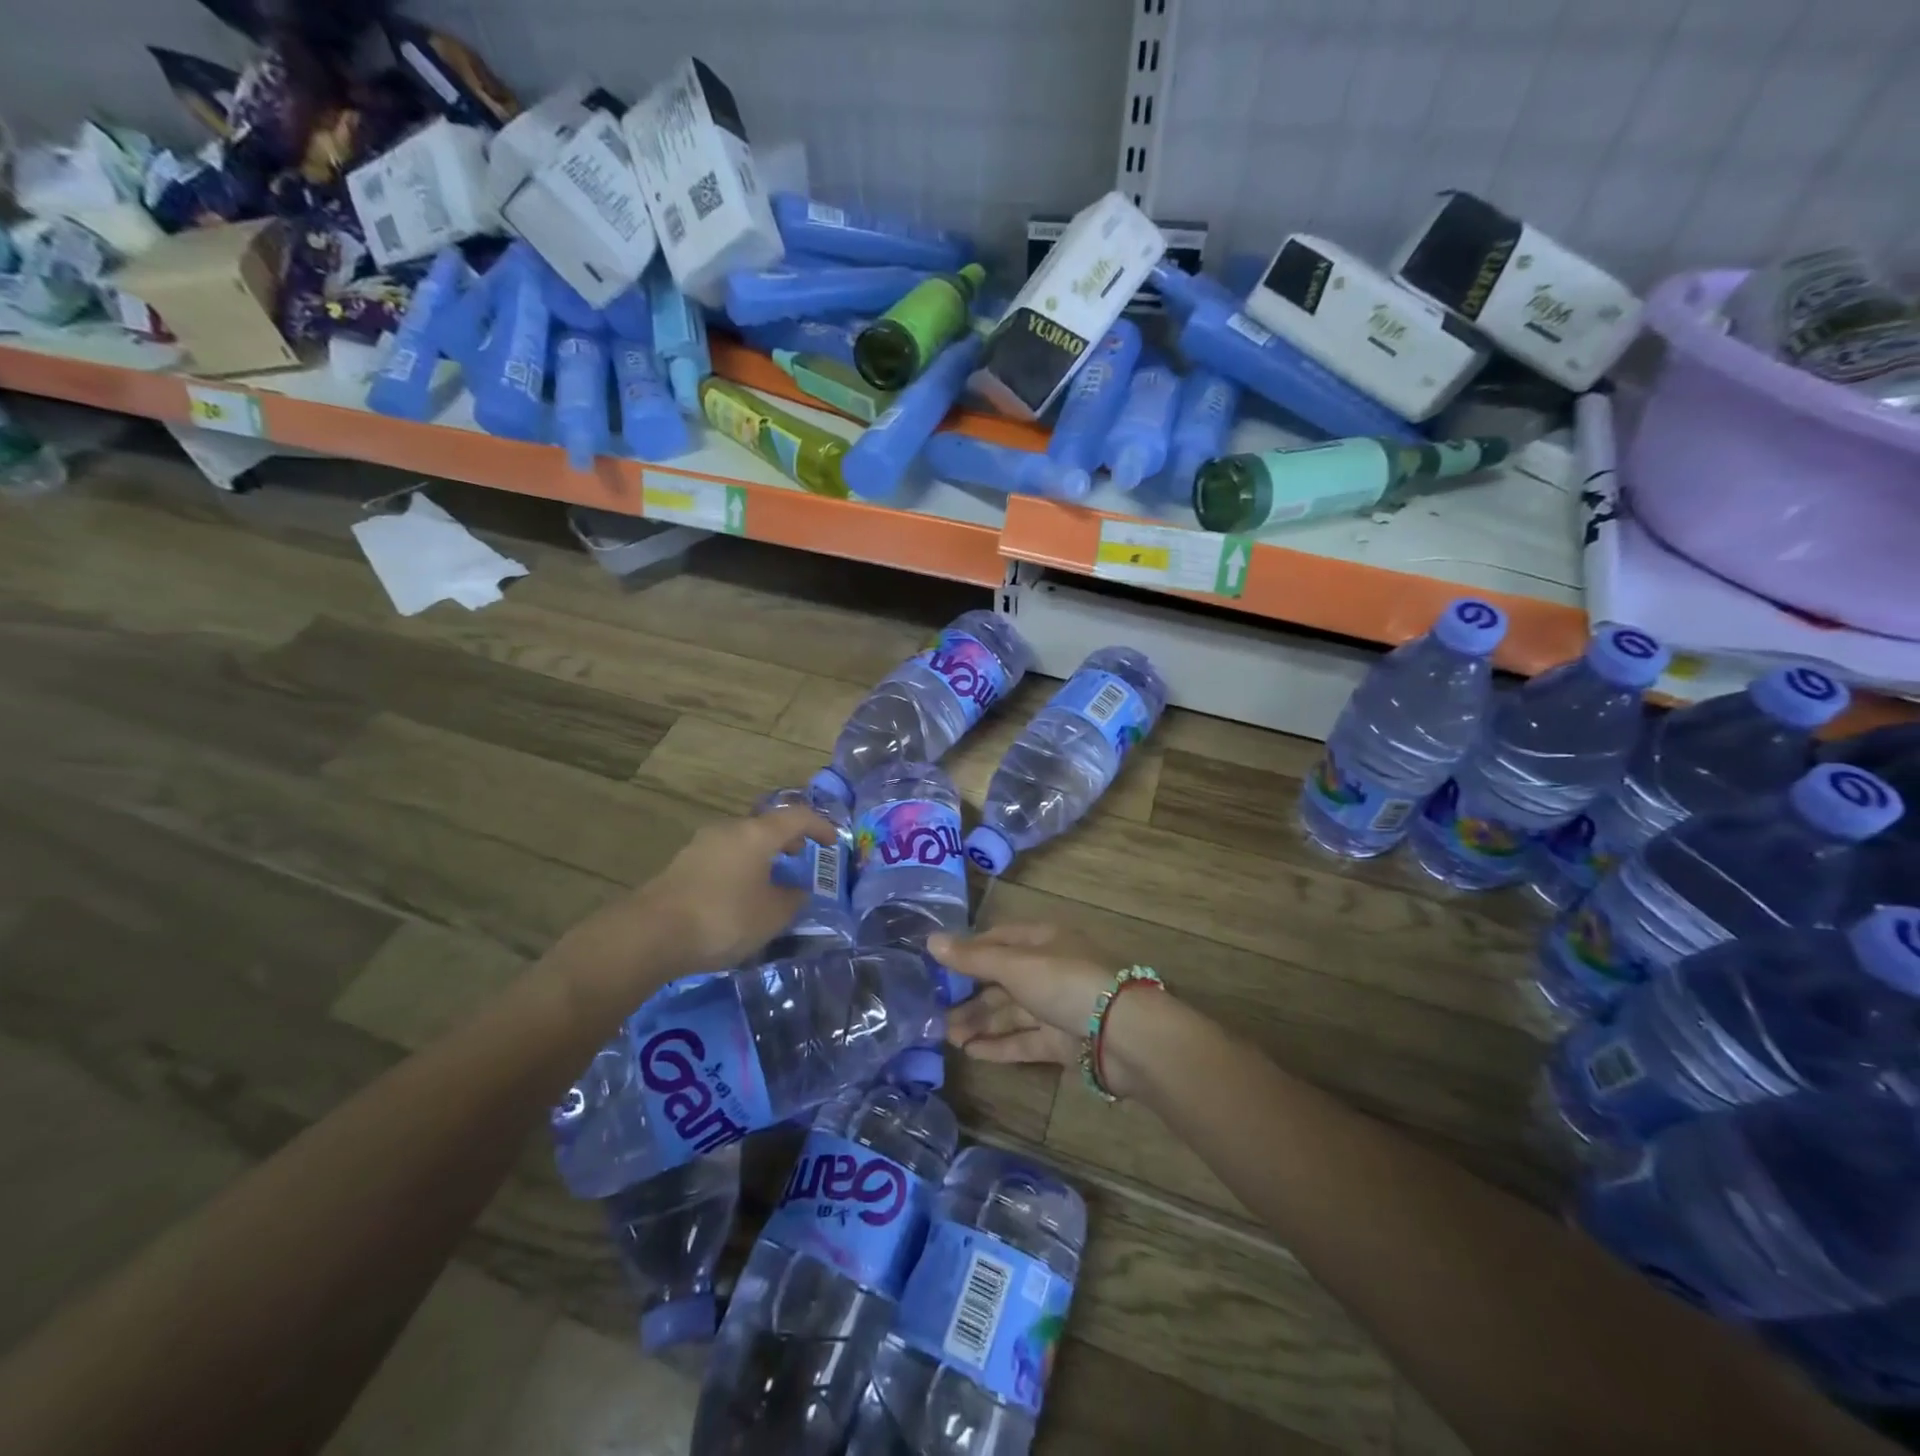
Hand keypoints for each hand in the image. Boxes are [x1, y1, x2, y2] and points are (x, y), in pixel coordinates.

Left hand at [549, 805, 834, 1010]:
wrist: (650, 934)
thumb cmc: (723, 918)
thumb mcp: (772, 915)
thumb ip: (792, 899)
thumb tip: (797, 890)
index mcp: (756, 833)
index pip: (797, 816)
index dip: (820, 826)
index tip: (833, 842)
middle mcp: (729, 830)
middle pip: (765, 825)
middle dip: (786, 838)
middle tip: (800, 855)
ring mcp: (701, 846)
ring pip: (741, 841)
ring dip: (760, 854)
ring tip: (770, 879)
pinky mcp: (681, 866)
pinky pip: (722, 858)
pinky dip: (739, 867)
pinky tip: (739, 895)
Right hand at [931, 924, 1148, 1096]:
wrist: (1125, 1034)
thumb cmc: (1067, 983)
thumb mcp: (1016, 966)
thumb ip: (973, 958)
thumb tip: (930, 941)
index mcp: (1044, 940)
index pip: (1000, 939)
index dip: (970, 950)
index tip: (938, 964)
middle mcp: (1050, 970)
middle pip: (1003, 980)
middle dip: (970, 995)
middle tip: (935, 1012)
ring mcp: (1058, 1007)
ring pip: (1012, 1013)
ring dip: (980, 1023)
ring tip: (947, 1036)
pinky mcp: (1064, 1042)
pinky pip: (1025, 1041)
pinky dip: (999, 1045)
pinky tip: (972, 1052)